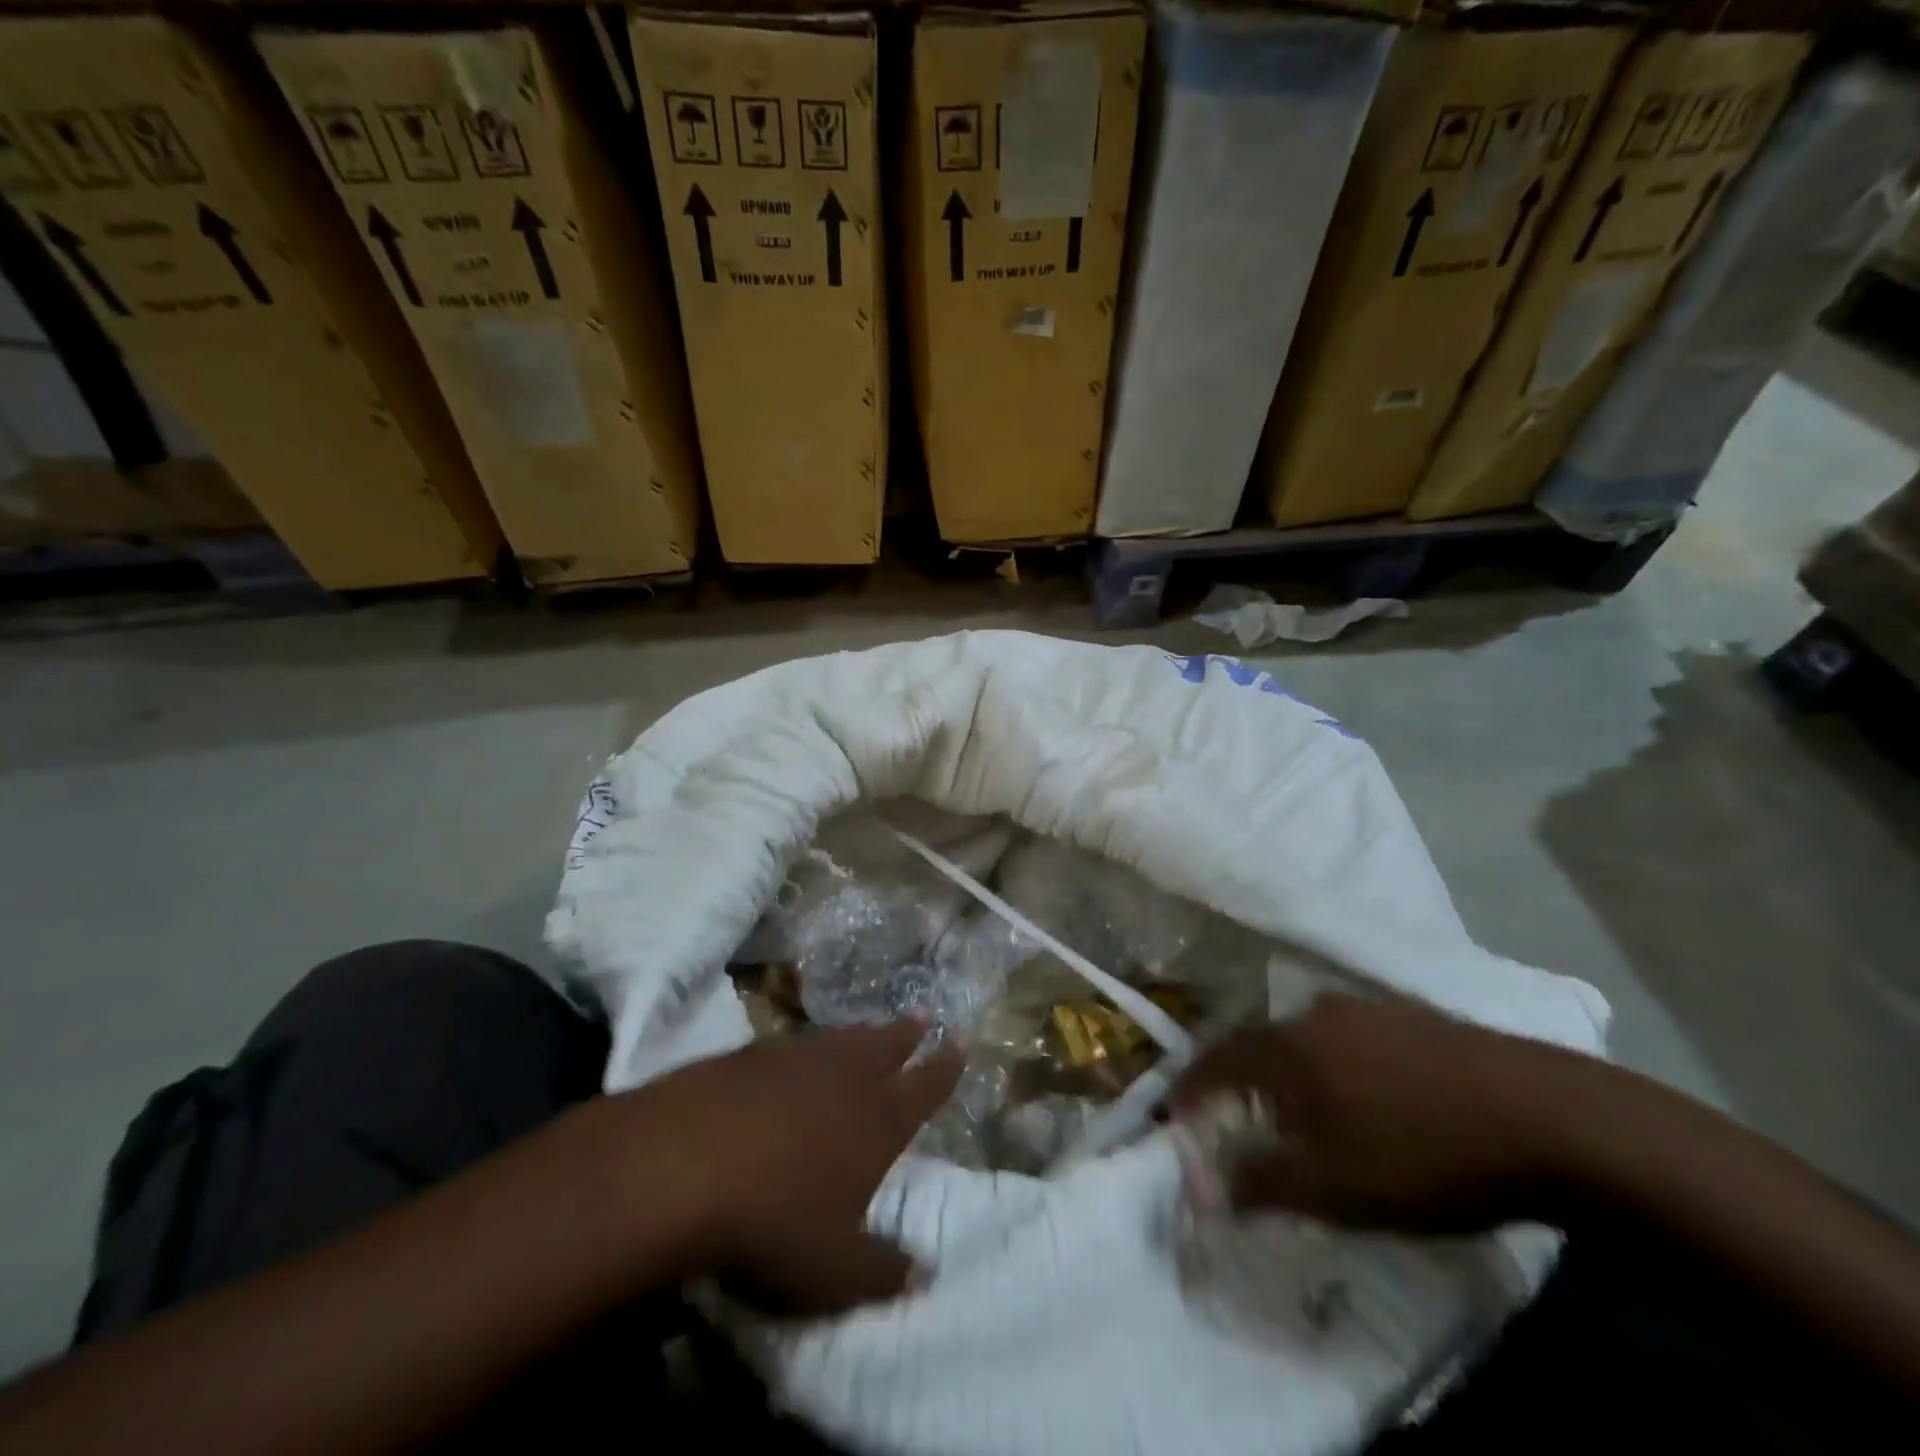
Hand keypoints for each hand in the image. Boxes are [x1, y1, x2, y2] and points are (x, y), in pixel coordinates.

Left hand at [616, 1022, 962, 1315]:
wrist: (684, 1164)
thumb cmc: (773, 1222)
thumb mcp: (833, 1270)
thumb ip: (883, 1271)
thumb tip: (927, 1272)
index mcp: (879, 1121)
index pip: (925, 1087)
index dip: (946, 1065)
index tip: (961, 1040)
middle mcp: (846, 1078)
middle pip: (887, 1046)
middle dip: (907, 1032)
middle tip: (922, 1013)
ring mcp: (797, 1059)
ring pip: (841, 1038)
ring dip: (861, 1032)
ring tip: (871, 1025)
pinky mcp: (750, 1054)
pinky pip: (794, 1043)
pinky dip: (808, 1045)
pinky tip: (797, 1052)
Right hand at [1172, 993, 1593, 1233]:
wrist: (1551, 1118)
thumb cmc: (1425, 1156)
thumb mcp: (1337, 1188)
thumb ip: (1262, 1184)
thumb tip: (1200, 1190)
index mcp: (1288, 1047)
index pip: (1217, 1060)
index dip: (1192, 1088)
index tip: (1174, 1114)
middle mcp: (1315, 1014)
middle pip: (1259, 1043)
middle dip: (1239, 1079)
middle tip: (1234, 1115)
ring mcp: (1367, 1009)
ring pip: (1304, 1039)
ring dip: (1288, 1071)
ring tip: (1295, 1108)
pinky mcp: (1411, 1016)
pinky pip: (1346, 1037)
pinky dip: (1332, 1064)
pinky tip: (1359, 1093)